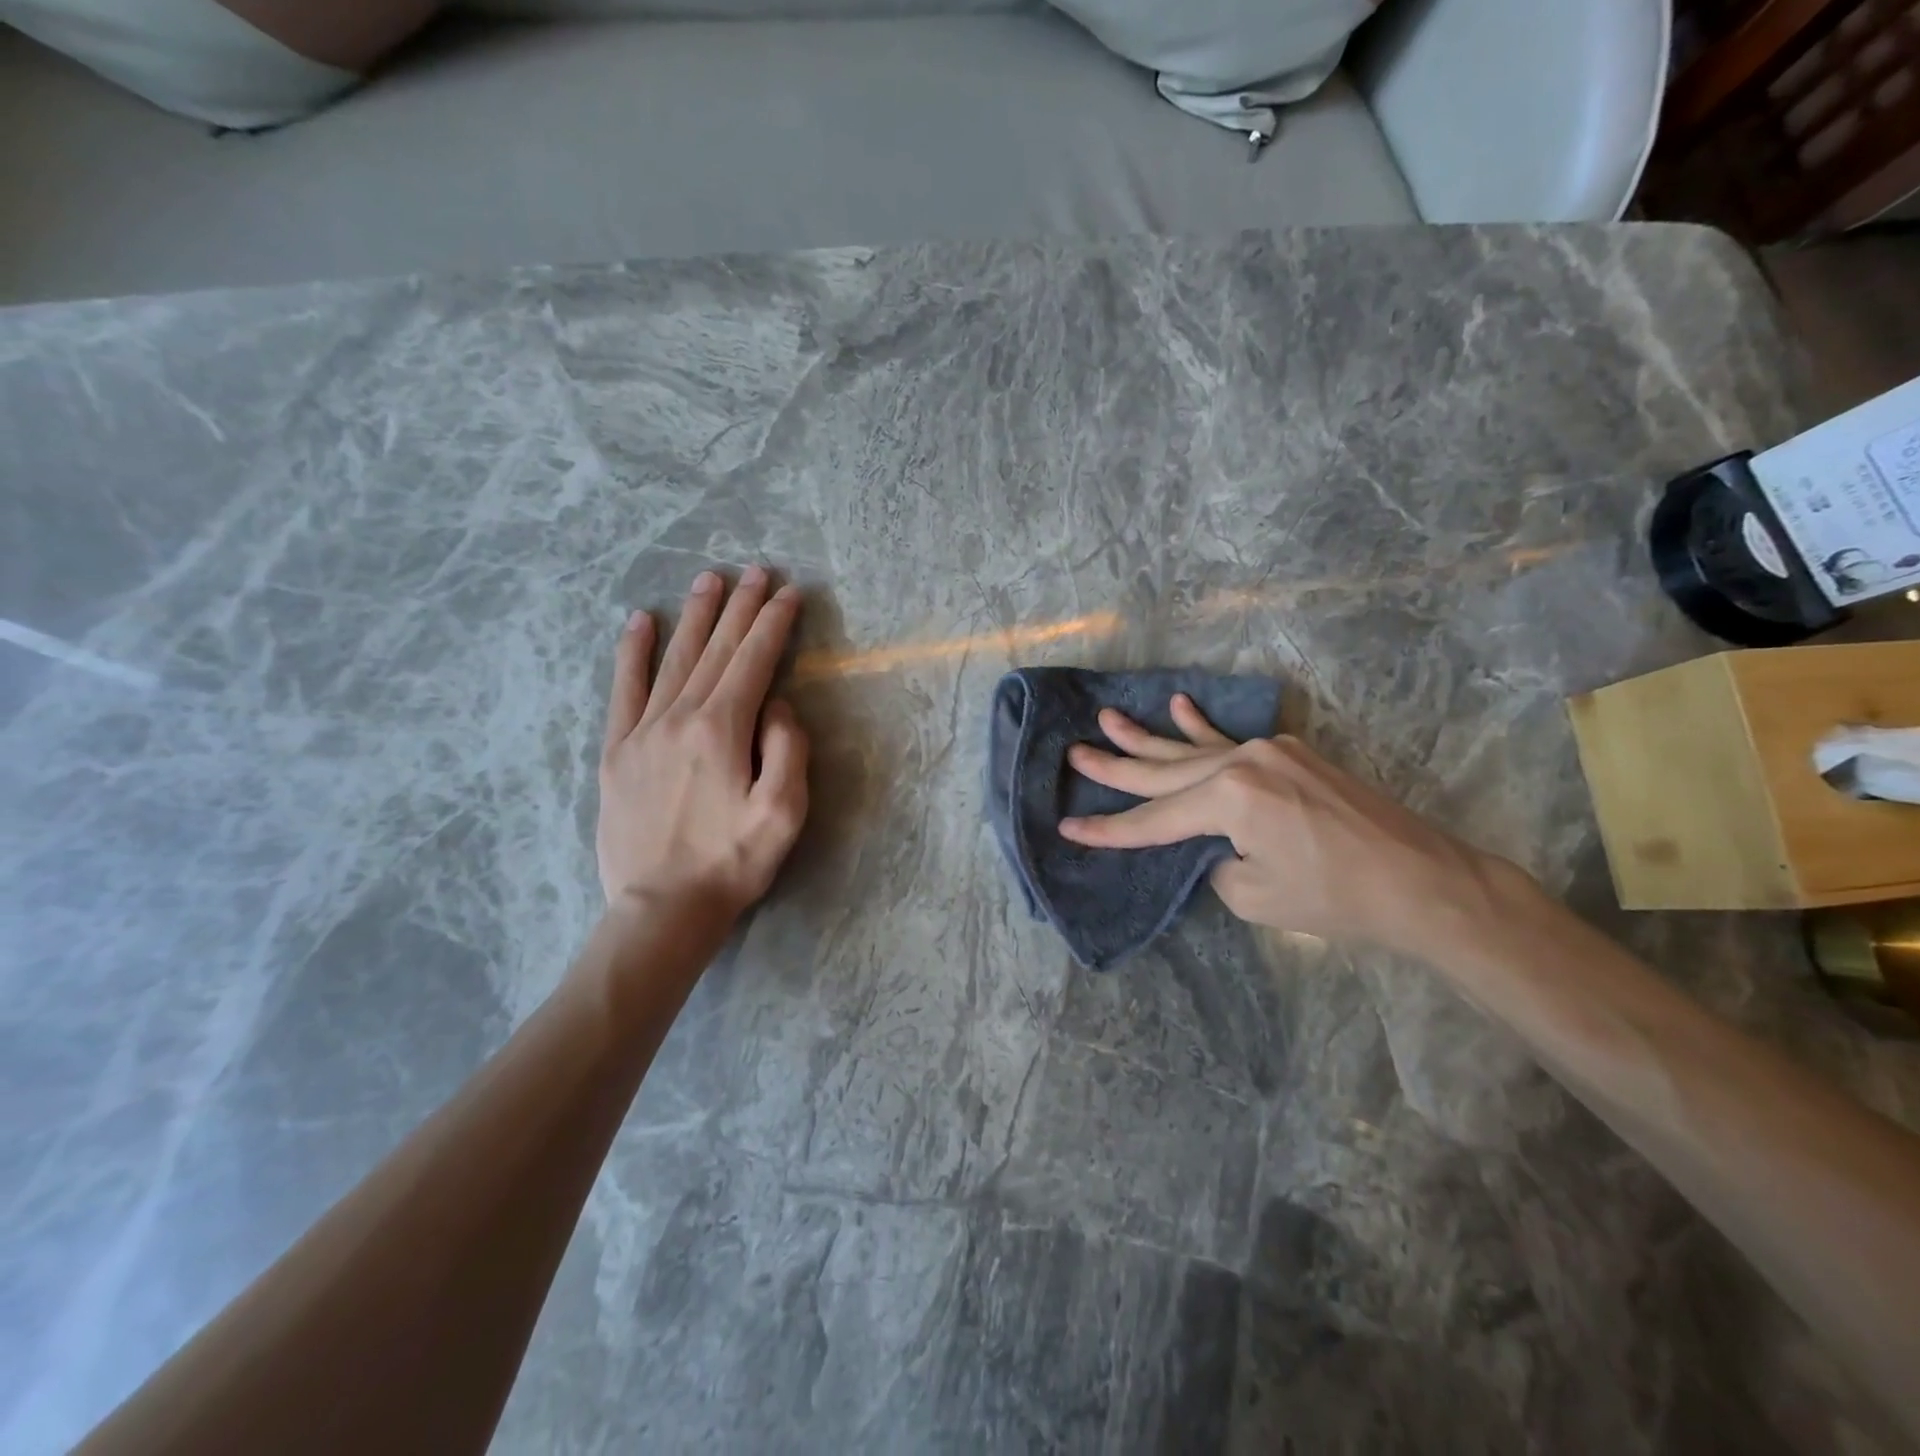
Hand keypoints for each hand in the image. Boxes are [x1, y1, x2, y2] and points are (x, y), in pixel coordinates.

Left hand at [597, 567, 808, 921]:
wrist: (662, 908)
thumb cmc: (733, 862)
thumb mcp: (784, 812)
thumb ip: (787, 749)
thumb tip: (777, 705)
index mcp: (723, 729)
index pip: (755, 661)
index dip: (774, 623)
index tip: (789, 592)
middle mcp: (680, 717)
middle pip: (716, 650)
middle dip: (740, 607)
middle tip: (755, 571)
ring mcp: (643, 731)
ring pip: (674, 659)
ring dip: (695, 616)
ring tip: (709, 580)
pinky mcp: (617, 750)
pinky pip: (624, 689)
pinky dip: (632, 652)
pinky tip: (639, 622)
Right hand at [1058, 696, 1537, 956]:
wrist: (1421, 881)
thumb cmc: (1335, 897)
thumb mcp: (1252, 894)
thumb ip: (1216, 860)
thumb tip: (1214, 843)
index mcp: (1229, 797)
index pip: (1154, 820)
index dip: (1109, 830)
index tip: (1069, 828)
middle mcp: (1242, 762)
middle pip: (1163, 772)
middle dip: (1116, 768)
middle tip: (1075, 754)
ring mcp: (1268, 752)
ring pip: (1192, 749)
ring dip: (1149, 737)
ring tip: (1108, 720)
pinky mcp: (1290, 755)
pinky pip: (1232, 739)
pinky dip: (1202, 725)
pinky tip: (1179, 704)